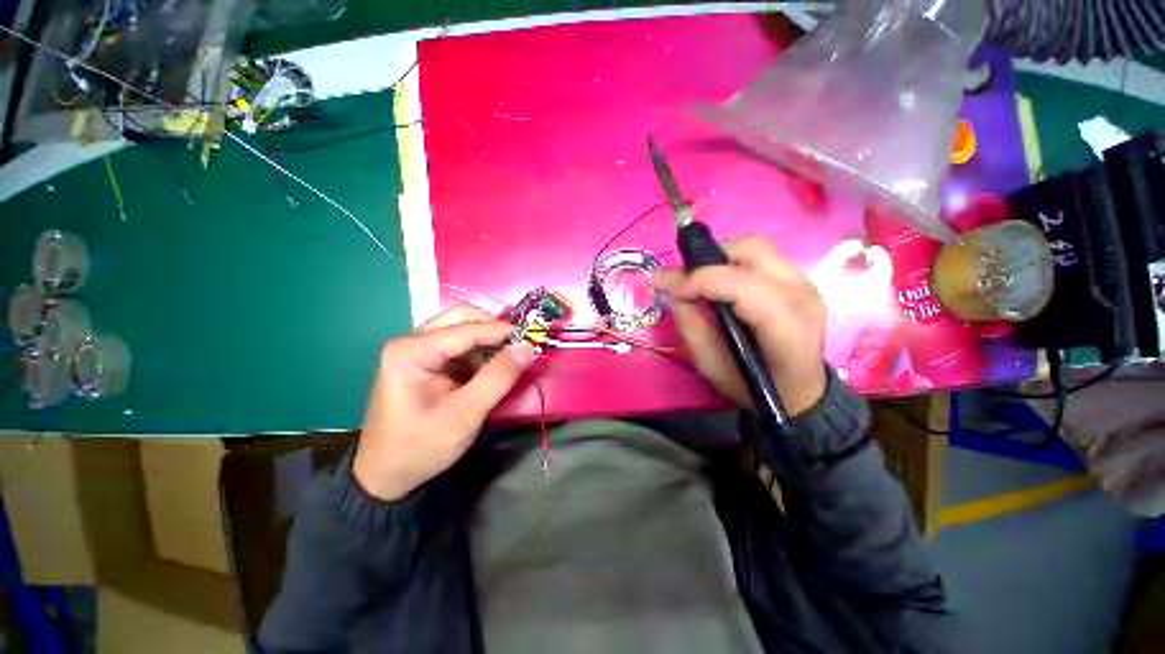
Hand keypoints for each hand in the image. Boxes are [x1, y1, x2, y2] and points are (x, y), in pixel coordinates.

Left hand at [353, 305, 536, 500]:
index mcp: (412, 351)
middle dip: (493, 330)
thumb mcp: (464, 415)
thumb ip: (498, 378)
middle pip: (461, 319)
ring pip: (462, 330)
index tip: (532, 339)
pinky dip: (480, 354)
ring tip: (508, 362)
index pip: (466, 328)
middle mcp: (411, 342)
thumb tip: (528, 347)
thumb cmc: (421, 447)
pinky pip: (459, 346)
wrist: (385, 476)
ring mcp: (417, 351)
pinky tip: (490, 370)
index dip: (502, 331)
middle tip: (518, 348)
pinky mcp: (425, 363)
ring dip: (488, 342)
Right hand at [655, 236, 827, 417]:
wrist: (798, 391)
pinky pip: (760, 256)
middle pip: (752, 250)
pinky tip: (719, 282)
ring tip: (699, 280)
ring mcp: (804, 282)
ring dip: (720, 257)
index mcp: (786, 326)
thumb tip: (673, 291)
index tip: (666, 286)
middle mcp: (802, 294)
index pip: (742, 285)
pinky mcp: (798, 279)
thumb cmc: (752, 386)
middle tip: (683, 280)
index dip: (700, 279)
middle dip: (708, 258)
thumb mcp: (711, 367)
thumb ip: (691, 327)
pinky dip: (731, 261)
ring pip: (756, 246)